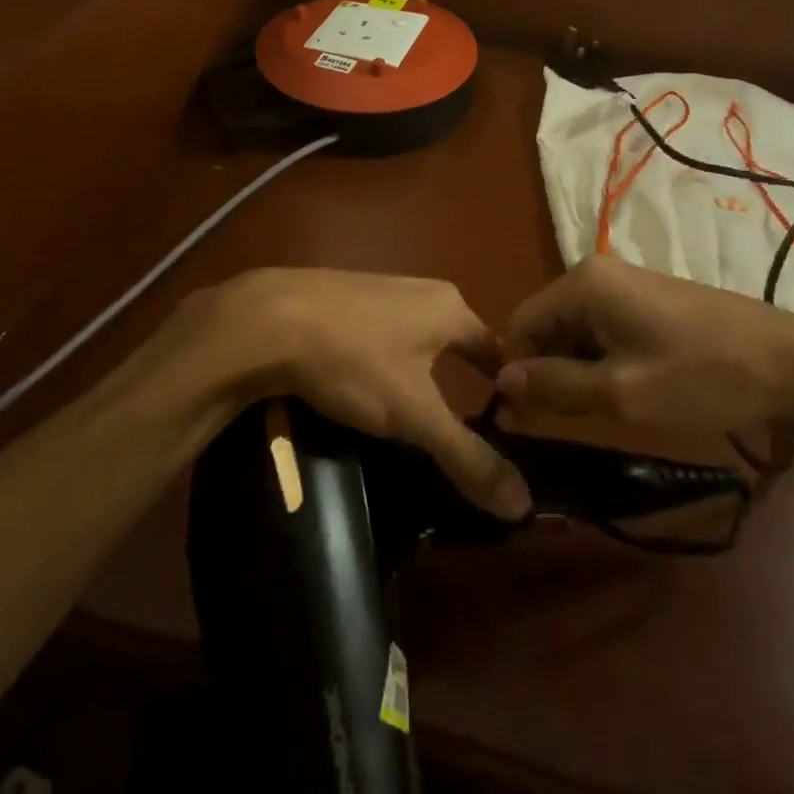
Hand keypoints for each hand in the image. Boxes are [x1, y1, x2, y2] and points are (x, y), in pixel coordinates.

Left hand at [190, 269, 531, 520]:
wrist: (269, 319)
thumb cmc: (355, 360)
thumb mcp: (415, 415)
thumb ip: (467, 456)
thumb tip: (525, 504)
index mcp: (451, 308)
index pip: (497, 351)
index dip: (506, 390)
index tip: (510, 429)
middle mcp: (424, 290)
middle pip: (459, 342)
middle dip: (463, 382)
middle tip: (464, 432)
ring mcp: (382, 289)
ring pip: (420, 338)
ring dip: (425, 372)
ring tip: (417, 418)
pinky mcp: (347, 299)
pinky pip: (384, 334)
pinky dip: (389, 362)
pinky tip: (369, 388)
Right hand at [496, 256, 793, 435]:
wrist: (791, 365)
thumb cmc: (701, 378)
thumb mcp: (621, 393)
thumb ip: (555, 387)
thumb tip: (501, 383)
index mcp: (583, 283)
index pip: (521, 325)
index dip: (520, 373)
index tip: (529, 421)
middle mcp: (597, 274)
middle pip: (548, 326)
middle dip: (551, 373)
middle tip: (573, 423)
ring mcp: (626, 285)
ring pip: (577, 332)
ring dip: (579, 372)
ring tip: (606, 411)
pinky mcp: (650, 302)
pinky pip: (605, 331)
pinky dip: (604, 362)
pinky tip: (630, 392)